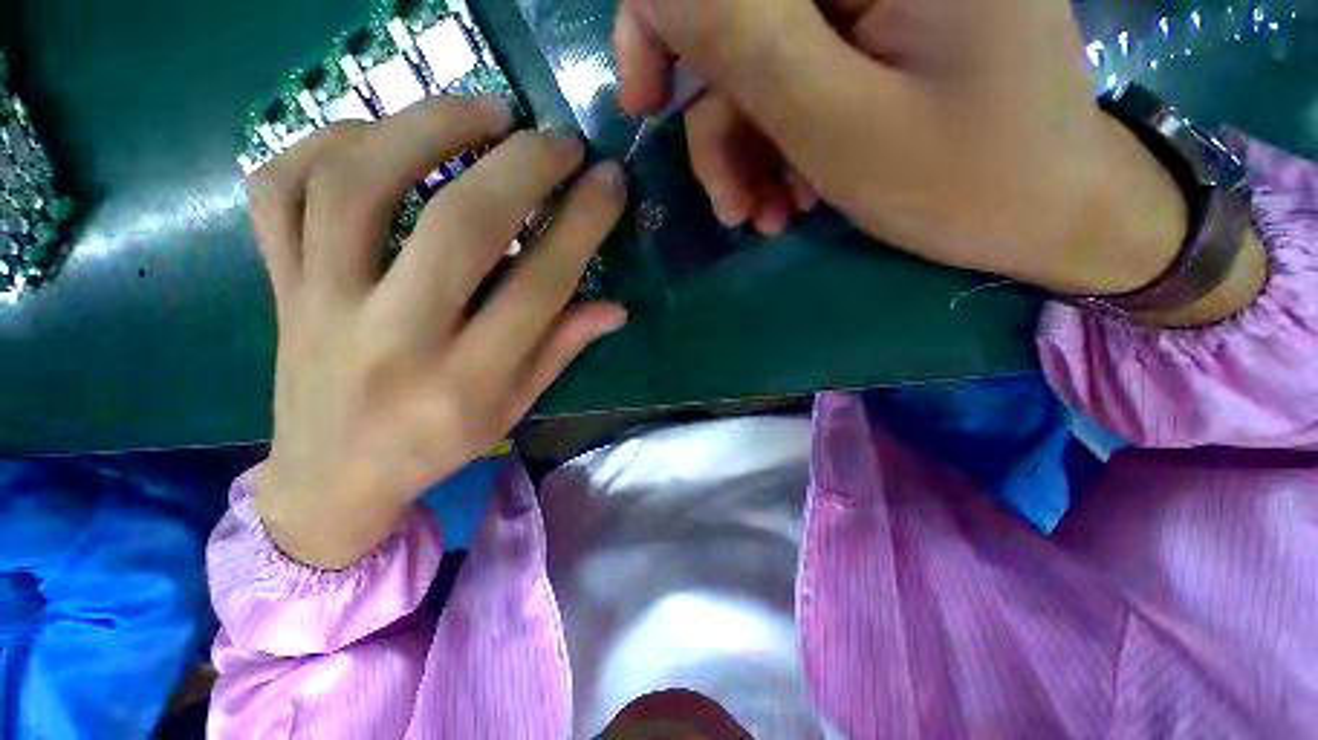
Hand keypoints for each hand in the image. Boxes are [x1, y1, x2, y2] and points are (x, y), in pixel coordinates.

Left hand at [248, 97, 627, 568]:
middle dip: (520, 167)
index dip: (581, 225)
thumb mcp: (513, 408)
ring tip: (484, 110)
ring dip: (427, 128)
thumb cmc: (437, 446)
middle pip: (456, 228)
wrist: (329, 478)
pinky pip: (281, 191)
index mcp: (466, 381)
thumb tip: (615, 307)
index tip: (609, 182)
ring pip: (357, 186)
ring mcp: (320, 304)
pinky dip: (330, 142)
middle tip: (558, 140)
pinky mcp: (279, 285)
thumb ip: (561, 349)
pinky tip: (382, 136)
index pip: (539, 287)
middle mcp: (393, 337)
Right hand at [614, 0, 1193, 295]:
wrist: (1045, 214)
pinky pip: (792, 86)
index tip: (645, 102)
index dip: (661, 19)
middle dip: (716, 120)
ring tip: (766, 217)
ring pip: (759, 66)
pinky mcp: (876, 40)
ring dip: (747, 154)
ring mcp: (874, 2)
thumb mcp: (841, 125)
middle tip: (728, 205)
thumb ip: (748, 42)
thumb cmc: (964, 181)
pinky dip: (777, 149)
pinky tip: (792, 202)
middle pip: (738, 19)